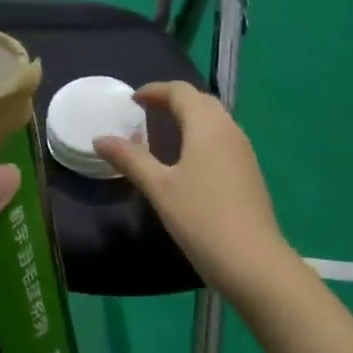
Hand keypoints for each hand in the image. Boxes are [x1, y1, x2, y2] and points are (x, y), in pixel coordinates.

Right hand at [94, 81, 290, 299]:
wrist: (253, 262)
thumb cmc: (201, 218)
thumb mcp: (158, 187)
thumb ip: (130, 159)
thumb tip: (99, 139)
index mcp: (208, 127)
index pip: (181, 92)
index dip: (155, 90)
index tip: (132, 100)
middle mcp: (229, 131)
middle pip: (201, 101)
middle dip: (173, 100)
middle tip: (145, 113)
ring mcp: (243, 153)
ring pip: (215, 120)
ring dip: (188, 118)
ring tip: (161, 133)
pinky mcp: (248, 173)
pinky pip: (222, 139)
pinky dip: (200, 136)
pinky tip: (186, 160)